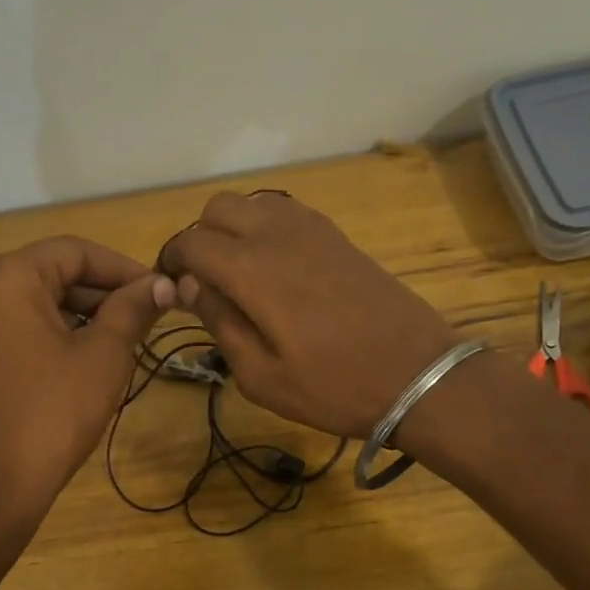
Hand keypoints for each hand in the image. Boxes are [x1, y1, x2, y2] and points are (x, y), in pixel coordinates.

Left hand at [0, 236, 174, 510]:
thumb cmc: (52, 412)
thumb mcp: (103, 355)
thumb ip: (133, 309)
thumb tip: (162, 284)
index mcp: (6, 277)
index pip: (75, 251)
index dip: (124, 268)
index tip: (161, 291)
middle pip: (53, 274)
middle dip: (104, 294)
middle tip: (149, 318)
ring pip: (37, 303)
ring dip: (83, 315)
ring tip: (127, 340)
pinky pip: (18, 328)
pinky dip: (56, 334)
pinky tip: (88, 359)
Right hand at [156, 192, 459, 438]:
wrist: (417, 375)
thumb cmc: (334, 387)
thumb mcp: (262, 376)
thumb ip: (219, 322)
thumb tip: (189, 285)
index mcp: (251, 269)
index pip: (190, 242)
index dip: (171, 262)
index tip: (171, 289)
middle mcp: (277, 234)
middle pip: (218, 208)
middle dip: (201, 238)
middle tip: (206, 282)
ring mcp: (312, 229)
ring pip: (253, 203)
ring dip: (235, 228)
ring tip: (240, 274)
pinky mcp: (338, 236)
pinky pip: (286, 211)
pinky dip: (267, 227)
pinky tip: (277, 267)